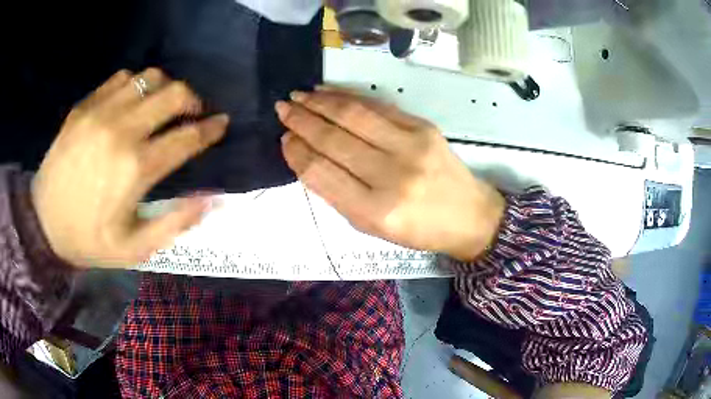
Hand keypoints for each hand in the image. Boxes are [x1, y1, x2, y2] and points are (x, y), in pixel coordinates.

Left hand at [32, 69, 228, 267]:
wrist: (43, 222)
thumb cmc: (89, 239)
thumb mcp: (135, 248)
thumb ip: (175, 223)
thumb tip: (213, 198)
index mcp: (136, 169)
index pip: (187, 137)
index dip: (211, 128)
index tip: (222, 123)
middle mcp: (122, 131)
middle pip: (174, 94)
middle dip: (194, 101)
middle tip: (193, 113)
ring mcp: (101, 112)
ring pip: (150, 78)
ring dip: (166, 88)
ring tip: (162, 105)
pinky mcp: (84, 106)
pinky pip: (121, 78)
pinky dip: (135, 85)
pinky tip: (132, 102)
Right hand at [276, 88, 504, 260]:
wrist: (469, 215)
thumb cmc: (417, 229)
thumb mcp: (371, 226)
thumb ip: (337, 193)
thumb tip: (306, 154)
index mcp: (375, 212)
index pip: (321, 172)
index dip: (296, 151)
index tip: (284, 138)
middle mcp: (391, 176)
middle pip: (333, 138)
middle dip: (301, 120)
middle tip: (282, 108)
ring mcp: (411, 146)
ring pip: (353, 115)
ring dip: (319, 102)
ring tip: (298, 97)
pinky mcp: (423, 127)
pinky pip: (377, 106)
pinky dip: (348, 97)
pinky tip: (328, 93)